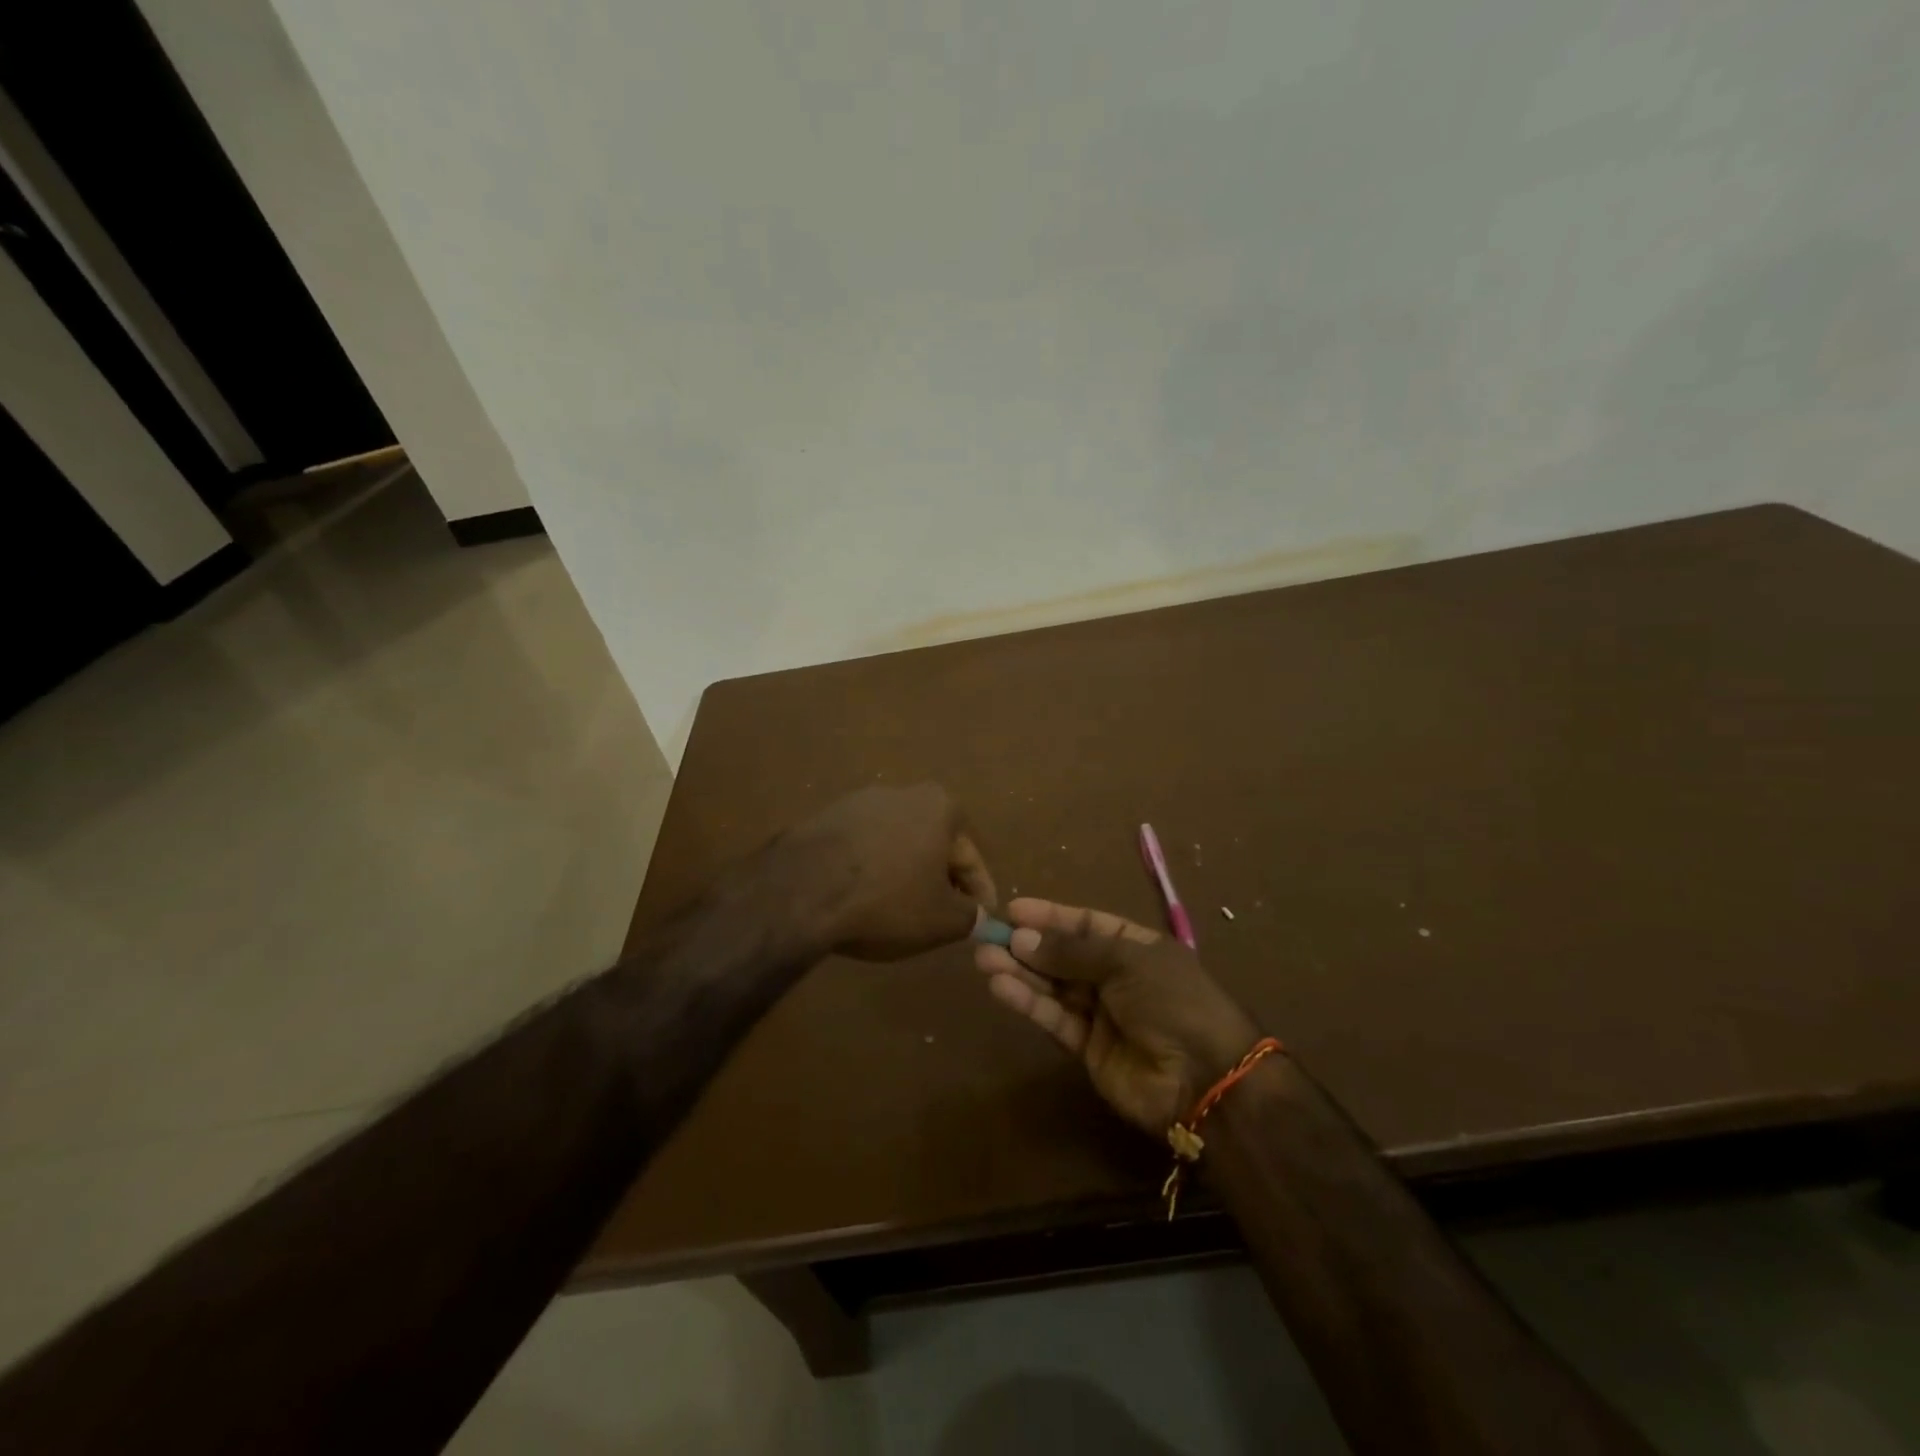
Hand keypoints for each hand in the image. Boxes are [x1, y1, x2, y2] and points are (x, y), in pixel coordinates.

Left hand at [771, 783, 995, 960]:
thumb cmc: (887, 900)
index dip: (980, 894)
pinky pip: (860, 850)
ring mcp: (857, 803)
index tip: (982, 919)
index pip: (970, 858)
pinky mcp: (822, 819)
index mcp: (939, 806)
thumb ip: (970, 916)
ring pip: (895, 846)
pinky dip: (868, 872)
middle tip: (942, 916)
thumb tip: (977, 917)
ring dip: (902, 874)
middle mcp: (901, 793)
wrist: (801, 891)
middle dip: (940, 880)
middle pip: (932, 845)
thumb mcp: (942, 920)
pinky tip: (862, 900)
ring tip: (899, 911)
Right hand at [974, 898, 1260, 1133]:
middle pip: (1065, 955)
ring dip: (1020, 972)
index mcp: (1137, 947)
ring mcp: (1102, 1014)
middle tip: (988, 936)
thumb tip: (1022, 938)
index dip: (1051, 916)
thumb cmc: (1173, 1001)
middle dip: (1028, 945)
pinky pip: (1054, 1018)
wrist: (1206, 1079)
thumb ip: (1071, 951)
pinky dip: (1028, 1003)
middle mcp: (1117, 977)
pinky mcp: (1087, 1049)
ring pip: (1053, 986)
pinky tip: (1001, 987)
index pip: (1087, 924)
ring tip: (984, 959)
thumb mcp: (1126, 961)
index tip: (1013, 909)